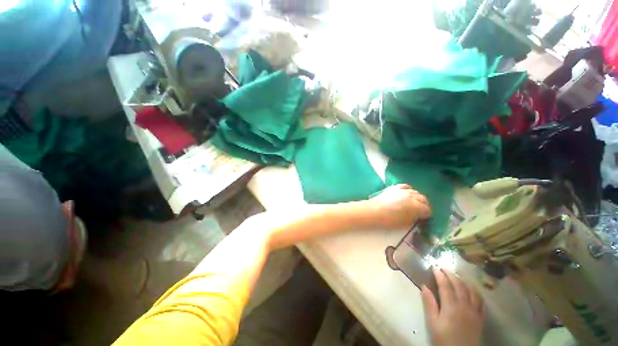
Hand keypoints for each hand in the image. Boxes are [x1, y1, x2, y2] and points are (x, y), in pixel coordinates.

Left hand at [370, 184, 430, 229]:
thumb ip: (415, 218)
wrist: (374, 211)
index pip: (427, 210)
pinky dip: (408, 190)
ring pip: (415, 192)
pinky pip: (405, 186)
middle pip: (423, 199)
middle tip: (420, 211)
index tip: (424, 218)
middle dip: (424, 205)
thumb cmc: (389, 220)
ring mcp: (403, 190)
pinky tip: (407, 193)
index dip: (426, 215)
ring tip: (414, 202)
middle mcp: (412, 196)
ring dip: (417, 197)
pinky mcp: (394, 187)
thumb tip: (418, 216)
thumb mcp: (406, 223)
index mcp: (417, 207)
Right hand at [421, 268, 485, 345]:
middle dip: (450, 274)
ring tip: (456, 275)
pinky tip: (472, 289)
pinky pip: (481, 301)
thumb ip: (429, 303)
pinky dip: (475, 292)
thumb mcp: (433, 322)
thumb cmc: (443, 338)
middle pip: (458, 285)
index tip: (434, 266)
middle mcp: (464, 305)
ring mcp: (475, 311)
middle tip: (443, 267)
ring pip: (471, 290)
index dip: (439, 275)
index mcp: (451, 306)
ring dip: (463, 280)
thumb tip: (424, 286)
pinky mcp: (480, 317)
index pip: (445, 285)